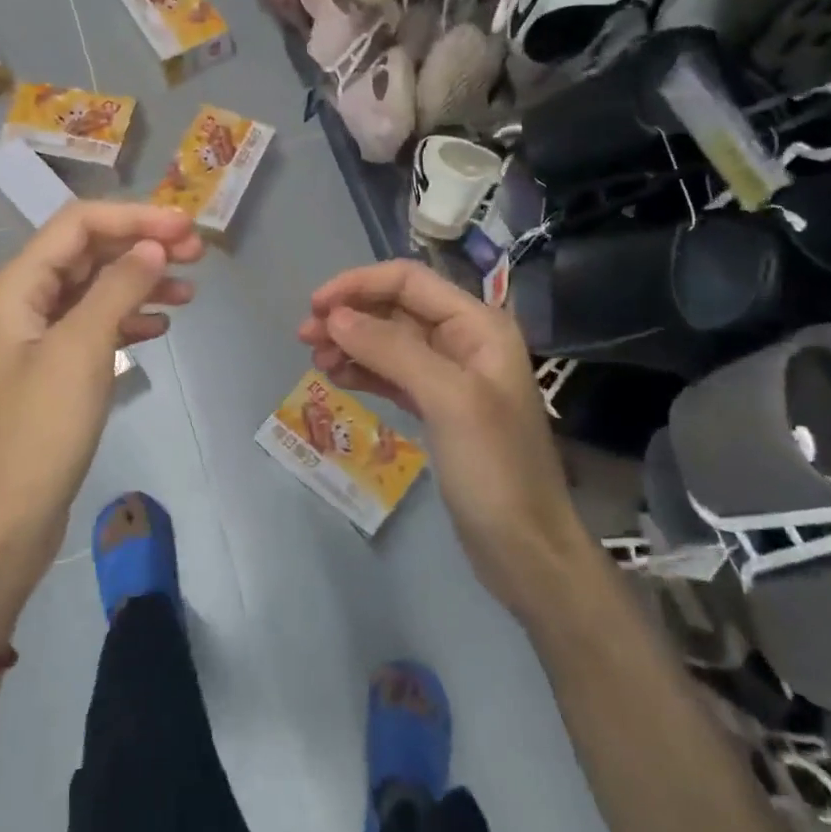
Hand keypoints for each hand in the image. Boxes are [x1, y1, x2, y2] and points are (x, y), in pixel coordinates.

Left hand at [0, 202, 202, 641]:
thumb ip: (118, 289)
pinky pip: (95, 327)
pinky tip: (160, 326)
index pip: (79, 225)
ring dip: (141, 282)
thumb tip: (154, 246)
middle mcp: (23, 302)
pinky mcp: (54, 372)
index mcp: (17, 287)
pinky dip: (129, 319)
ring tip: (191, 290)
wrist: (0, 525)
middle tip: (198, 253)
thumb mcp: (80, 351)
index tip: (186, 227)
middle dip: (141, 245)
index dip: (134, 217)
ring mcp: (38, 338)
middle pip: (88, 253)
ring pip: (96, 289)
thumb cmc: (36, 433)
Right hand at [297, 261, 591, 624]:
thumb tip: (334, 316)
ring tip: (315, 362)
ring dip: (351, 344)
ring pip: (390, 342)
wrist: (525, 550)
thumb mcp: (447, 400)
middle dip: (350, 315)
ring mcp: (451, 377)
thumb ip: (392, 350)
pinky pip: (392, 375)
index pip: (409, 281)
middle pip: (397, 308)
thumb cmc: (495, 468)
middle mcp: (466, 341)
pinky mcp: (437, 409)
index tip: (315, 307)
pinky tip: (337, 378)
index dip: (359, 285)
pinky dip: (363, 371)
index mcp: (479, 326)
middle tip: (304, 338)